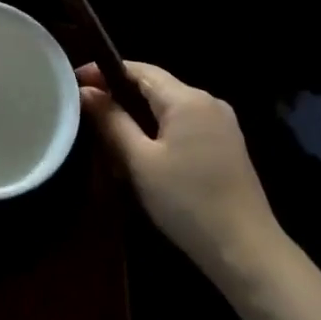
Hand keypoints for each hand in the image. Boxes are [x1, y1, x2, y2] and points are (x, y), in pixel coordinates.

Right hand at [78, 61, 285, 290]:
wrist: (245, 249)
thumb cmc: (186, 201)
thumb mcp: (140, 161)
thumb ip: (112, 121)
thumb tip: (86, 92)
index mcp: (187, 99)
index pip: (140, 70)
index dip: (104, 72)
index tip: (75, 83)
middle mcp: (208, 102)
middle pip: (155, 86)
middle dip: (119, 94)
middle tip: (85, 111)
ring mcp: (221, 124)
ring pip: (169, 107)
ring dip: (137, 114)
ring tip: (106, 132)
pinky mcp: (226, 145)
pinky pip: (184, 124)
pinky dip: (158, 130)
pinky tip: (141, 151)